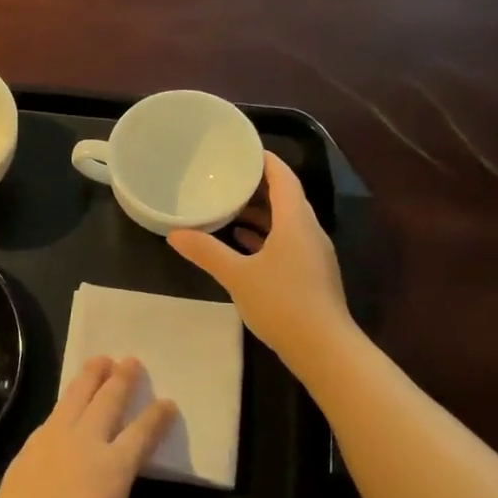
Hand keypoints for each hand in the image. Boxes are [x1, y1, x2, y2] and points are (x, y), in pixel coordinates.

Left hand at [0, 357, 172, 497]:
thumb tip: (108, 473)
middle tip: (131, 362)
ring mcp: (52, 442)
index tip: (168, 402)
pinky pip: (52, 418)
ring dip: (90, 376)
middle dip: (122, 379)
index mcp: (114, 469)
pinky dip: (65, 405)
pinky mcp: (28, 449)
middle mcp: (85, 444)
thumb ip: (113, 488)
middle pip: (107, 400)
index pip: (143, 432)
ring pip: (75, 397)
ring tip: (100, 361)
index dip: (157, 416)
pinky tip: (67, 405)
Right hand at [169, 152, 354, 372]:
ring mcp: (312, 254)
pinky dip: (266, 235)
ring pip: (286, 221)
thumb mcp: (237, 276)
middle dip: (258, 186)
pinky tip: (243, 242)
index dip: (265, 160)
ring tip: (228, 206)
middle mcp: (308, 231)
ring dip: (261, 212)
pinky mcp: (311, 274)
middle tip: (226, 176)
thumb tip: (175, 234)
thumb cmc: (282, 302)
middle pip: (286, 197)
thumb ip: (206, 252)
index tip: (242, 149)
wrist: (323, 348)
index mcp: (295, 221)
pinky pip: (287, 241)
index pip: (283, 178)